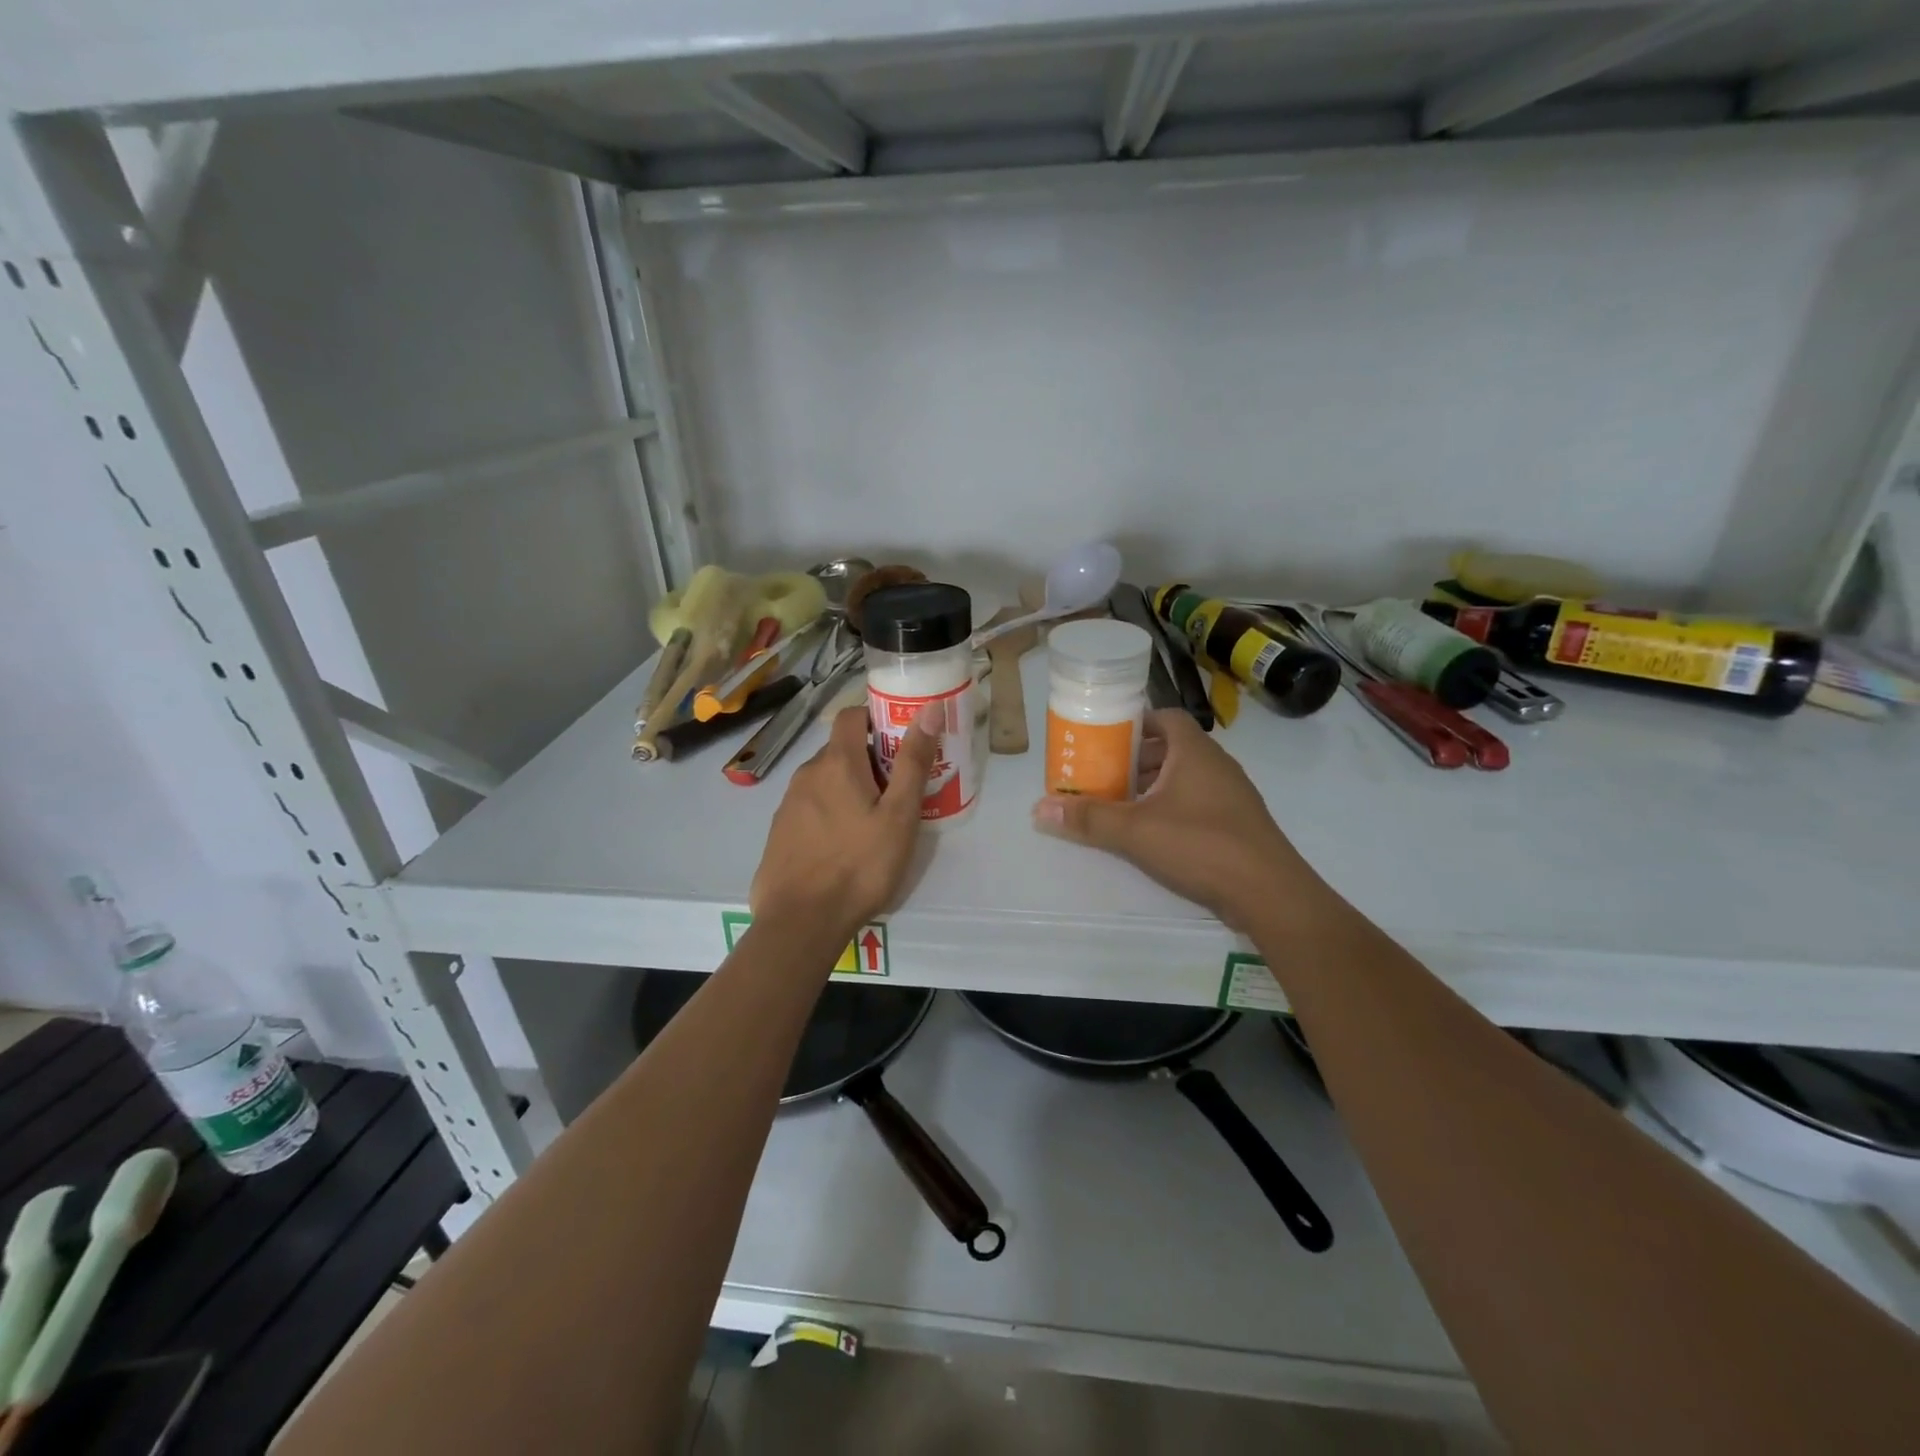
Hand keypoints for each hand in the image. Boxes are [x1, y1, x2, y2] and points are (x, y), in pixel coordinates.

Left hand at [751, 705, 938, 937]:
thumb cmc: (860, 865)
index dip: (876, 718)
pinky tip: (844, 847)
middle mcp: (806, 774)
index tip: (900, 740)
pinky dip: (830, 813)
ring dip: (849, 789)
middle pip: (841, 751)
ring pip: (825, 781)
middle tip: (898, 792)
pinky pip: (810, 808)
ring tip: (874, 823)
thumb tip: (928, 710)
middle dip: (869, 761)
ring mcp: (788, 804)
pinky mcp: (779, 832)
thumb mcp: (899, 815)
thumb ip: (913, 762)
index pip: (851, 715)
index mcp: (836, 763)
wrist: (801, 922)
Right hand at [1032, 709, 1321, 931]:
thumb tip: (1039, 807)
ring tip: (1120, 803)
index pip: (1165, 717)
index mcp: (1195, 752)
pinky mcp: (1238, 825)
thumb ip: (1088, 817)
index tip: (1106, 737)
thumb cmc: (1200, 845)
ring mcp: (1232, 796)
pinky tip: (1152, 833)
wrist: (1270, 894)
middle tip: (1102, 773)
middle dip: (1136, 759)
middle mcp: (1217, 765)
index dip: (1135, 722)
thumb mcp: (1135, 831)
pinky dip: (1172, 807)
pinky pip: (1198, 802)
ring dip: (1153, 785)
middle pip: (1172, 748)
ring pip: (1185, 778)